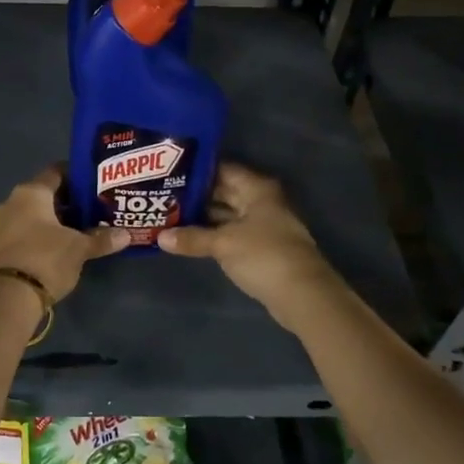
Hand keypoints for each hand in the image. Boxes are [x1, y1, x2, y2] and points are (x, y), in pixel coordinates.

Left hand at [0, 166, 128, 300]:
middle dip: (69, 201)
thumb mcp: (79, 248)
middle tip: (94, 208)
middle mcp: (12, 202)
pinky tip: (62, 245)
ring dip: (55, 220)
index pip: (57, 172)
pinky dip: (42, 233)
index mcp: (31, 192)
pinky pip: (25, 230)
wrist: (8, 298)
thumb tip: (126, 235)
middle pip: (45, 194)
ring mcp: (2, 224)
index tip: (96, 184)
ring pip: (34, 214)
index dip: (77, 176)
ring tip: (82, 228)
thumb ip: (102, 238)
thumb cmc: (46, 259)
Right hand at [159, 163, 338, 325]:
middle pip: (224, 192)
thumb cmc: (264, 255)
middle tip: (162, 195)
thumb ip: (192, 238)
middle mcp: (260, 201)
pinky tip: (189, 238)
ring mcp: (262, 225)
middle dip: (196, 195)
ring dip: (202, 217)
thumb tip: (160, 237)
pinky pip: (231, 233)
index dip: (197, 170)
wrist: (302, 294)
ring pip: (226, 215)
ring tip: (168, 215)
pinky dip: (213, 234)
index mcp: (257, 189)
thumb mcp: (223, 244)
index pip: (223, 169)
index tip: (169, 172)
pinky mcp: (260, 247)